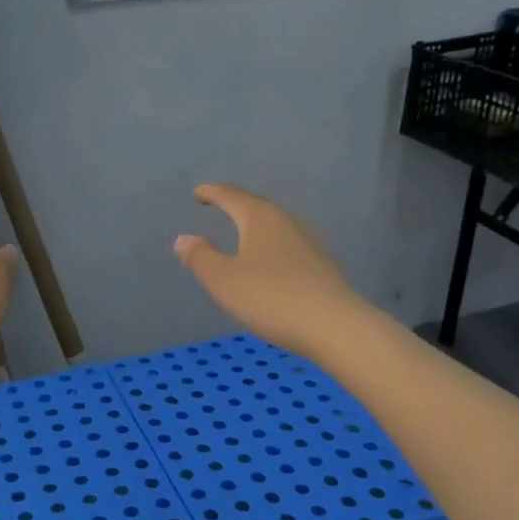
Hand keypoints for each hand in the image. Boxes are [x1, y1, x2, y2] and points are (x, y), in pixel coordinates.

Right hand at [174, 183, 363, 355]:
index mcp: (260, 218)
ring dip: (257, 227)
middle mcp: (287, 222)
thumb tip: (184, 238)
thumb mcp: (223, 280)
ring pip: (276, 226)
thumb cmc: (270, 298)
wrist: (334, 326)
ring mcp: (309, 243)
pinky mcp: (322, 266)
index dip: (213, 193)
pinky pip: (289, 247)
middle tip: (220, 206)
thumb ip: (201, 257)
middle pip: (257, 207)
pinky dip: (273, 247)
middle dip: (237, 205)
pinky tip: (271, 262)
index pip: (232, 196)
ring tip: (243, 233)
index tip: (199, 192)